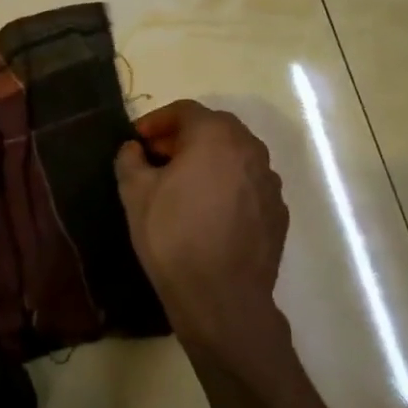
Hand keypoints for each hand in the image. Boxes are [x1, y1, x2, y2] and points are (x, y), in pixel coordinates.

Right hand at [115, 100, 289, 351]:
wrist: (221, 297)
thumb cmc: (173, 235)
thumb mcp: (135, 193)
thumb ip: (130, 159)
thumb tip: (135, 149)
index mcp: (216, 136)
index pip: (185, 111)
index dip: (156, 121)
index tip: (137, 141)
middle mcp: (251, 150)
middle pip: (214, 130)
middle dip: (183, 139)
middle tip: (156, 159)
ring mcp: (270, 182)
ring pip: (234, 157)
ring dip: (207, 162)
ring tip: (181, 186)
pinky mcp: (278, 213)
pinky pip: (247, 186)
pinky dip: (227, 187)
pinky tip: (207, 213)